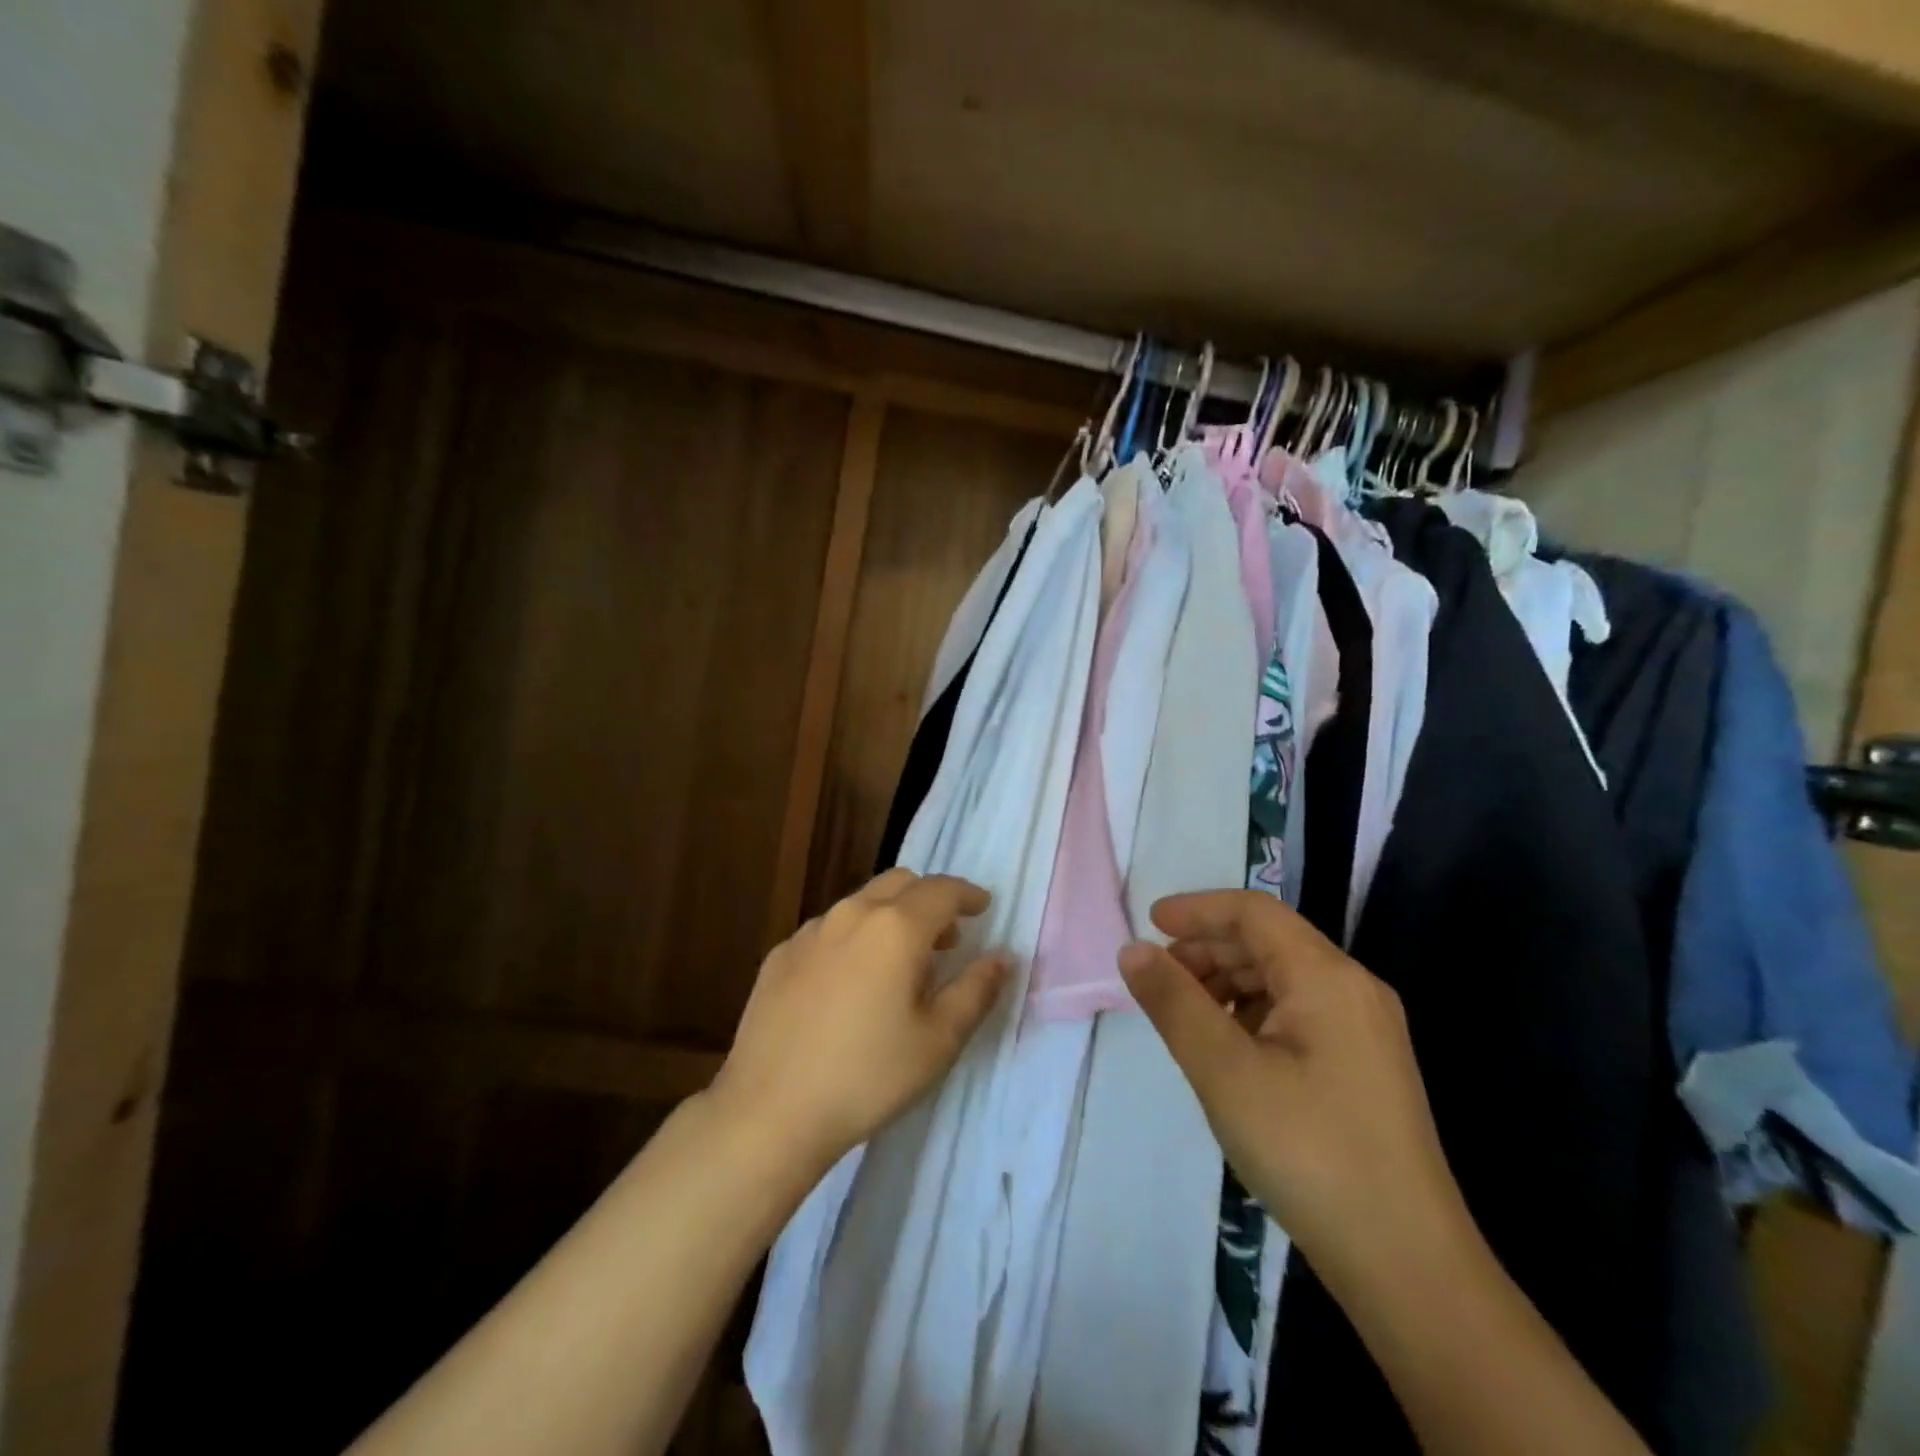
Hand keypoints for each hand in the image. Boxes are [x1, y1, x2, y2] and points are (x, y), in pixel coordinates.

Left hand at [710, 869, 1006, 1169]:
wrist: (769, 1110)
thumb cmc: (867, 1075)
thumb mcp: (938, 1041)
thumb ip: (976, 990)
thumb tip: (1001, 957)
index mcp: (896, 927)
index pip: (942, 890)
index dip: (968, 894)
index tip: (983, 906)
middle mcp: (851, 914)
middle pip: (900, 883)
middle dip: (929, 899)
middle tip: (946, 937)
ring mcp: (810, 932)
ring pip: (861, 903)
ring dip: (890, 916)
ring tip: (899, 961)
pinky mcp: (780, 955)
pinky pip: (829, 929)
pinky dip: (854, 938)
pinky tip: (850, 982)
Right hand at [1119, 891, 1470, 1290]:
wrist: (1407, 1267)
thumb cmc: (1308, 1152)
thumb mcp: (1225, 1072)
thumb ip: (1174, 1002)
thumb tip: (1133, 950)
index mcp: (1327, 977)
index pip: (1254, 912)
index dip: (1198, 909)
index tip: (1149, 922)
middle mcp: (1353, 990)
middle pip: (1269, 942)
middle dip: (1208, 948)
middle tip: (1158, 976)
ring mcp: (1365, 1031)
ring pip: (1282, 979)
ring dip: (1227, 982)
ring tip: (1184, 1013)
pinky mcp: (1363, 1068)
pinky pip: (1297, 1014)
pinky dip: (1252, 1013)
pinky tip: (1227, 1048)